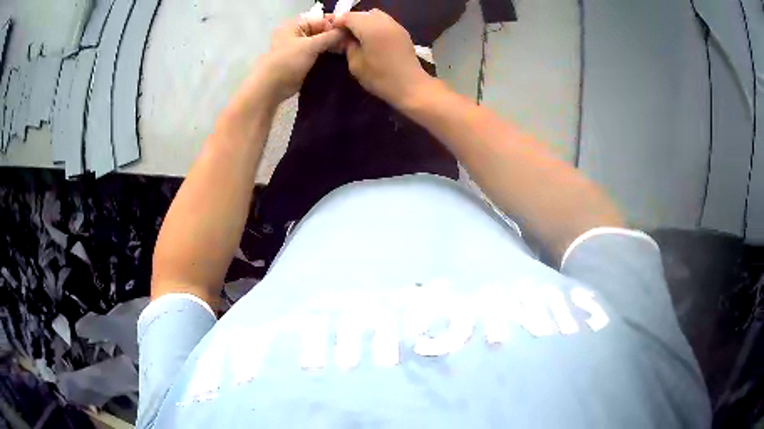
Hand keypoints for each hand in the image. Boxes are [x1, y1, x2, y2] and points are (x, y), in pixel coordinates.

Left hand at [243, 14, 344, 104]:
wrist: (272, 87)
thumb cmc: (288, 62)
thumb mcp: (311, 45)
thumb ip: (331, 36)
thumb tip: (347, 31)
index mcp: (295, 25)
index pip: (320, 20)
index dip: (335, 25)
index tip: (350, 33)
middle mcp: (296, 34)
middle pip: (321, 31)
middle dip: (335, 36)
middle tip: (350, 44)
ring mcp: (298, 48)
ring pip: (320, 43)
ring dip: (332, 47)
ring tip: (347, 51)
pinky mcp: (301, 61)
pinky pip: (317, 54)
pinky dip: (327, 55)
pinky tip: (339, 58)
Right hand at [334, 10, 432, 107]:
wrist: (410, 86)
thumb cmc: (380, 77)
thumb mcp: (356, 64)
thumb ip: (348, 46)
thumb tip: (344, 37)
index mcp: (370, 28)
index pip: (349, 16)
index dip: (338, 22)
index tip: (332, 32)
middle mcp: (384, 22)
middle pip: (363, 14)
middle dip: (351, 21)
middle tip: (344, 34)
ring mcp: (395, 25)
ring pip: (375, 15)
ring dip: (364, 22)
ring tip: (358, 36)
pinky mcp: (402, 32)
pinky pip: (385, 22)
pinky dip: (375, 25)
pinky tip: (372, 39)